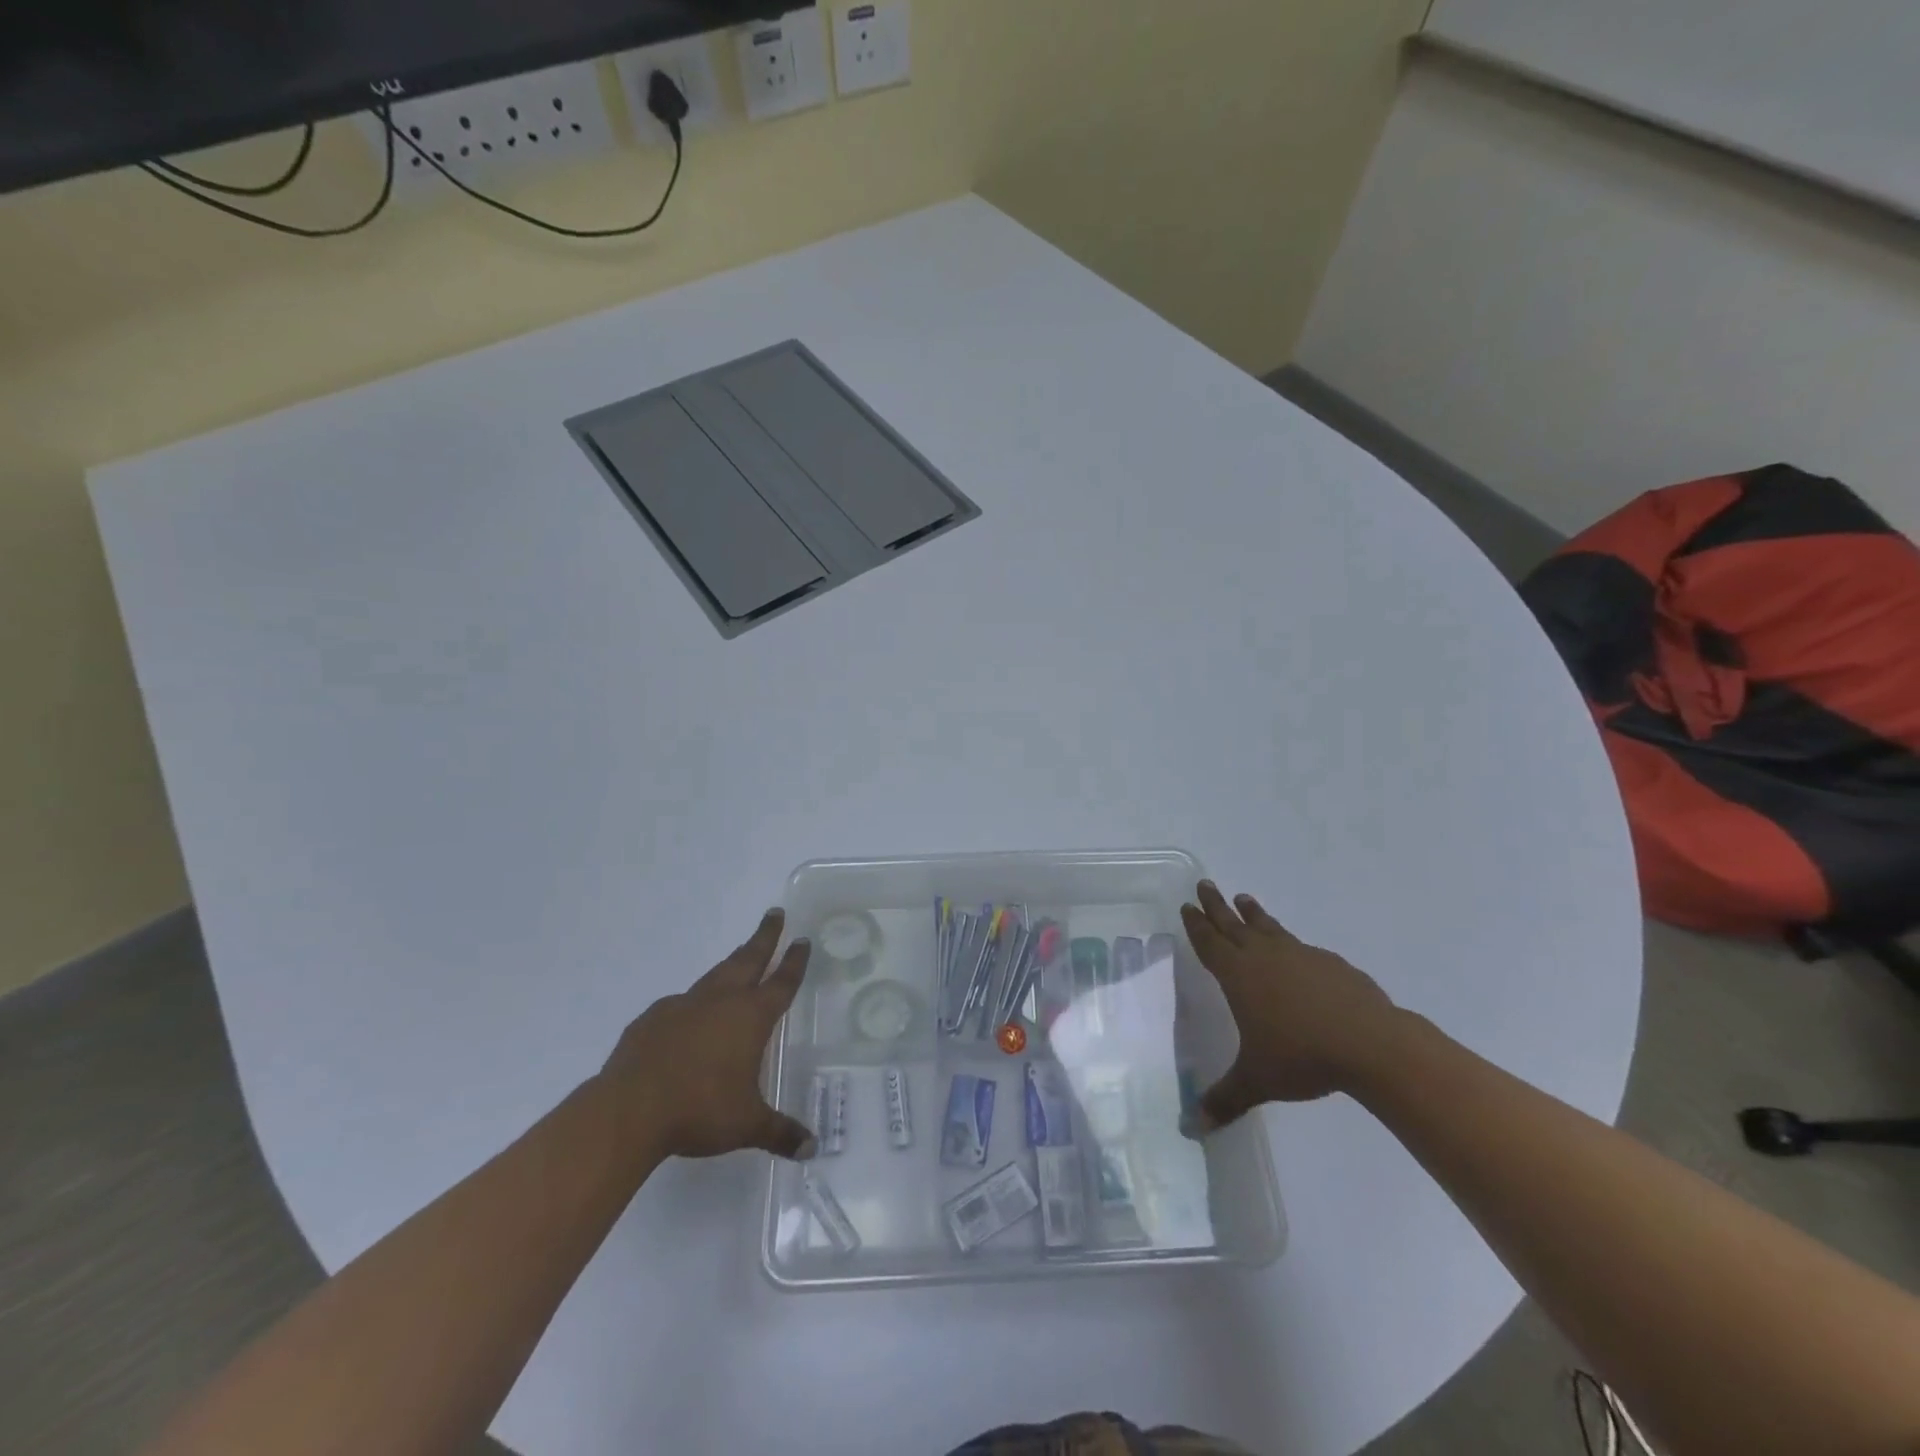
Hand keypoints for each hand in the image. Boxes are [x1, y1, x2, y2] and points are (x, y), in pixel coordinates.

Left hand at [598, 909, 815, 1161]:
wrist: (629, 1110)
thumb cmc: (700, 1110)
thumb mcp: (747, 1125)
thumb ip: (781, 1132)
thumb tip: (812, 1149)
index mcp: (750, 1018)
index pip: (781, 982)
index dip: (794, 961)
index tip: (802, 939)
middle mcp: (720, 1001)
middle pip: (748, 959)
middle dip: (765, 937)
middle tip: (774, 914)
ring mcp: (683, 1005)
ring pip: (715, 974)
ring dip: (732, 963)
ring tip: (740, 957)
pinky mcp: (652, 1019)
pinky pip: (680, 1003)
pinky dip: (692, 1003)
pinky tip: (688, 1017)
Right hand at [1180, 881, 1399, 1127]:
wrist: (1370, 1044)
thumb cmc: (1302, 1056)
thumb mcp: (1257, 1080)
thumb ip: (1224, 1099)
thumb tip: (1192, 1128)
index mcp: (1239, 975)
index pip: (1210, 943)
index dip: (1196, 925)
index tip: (1187, 905)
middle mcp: (1264, 956)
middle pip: (1233, 924)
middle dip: (1216, 905)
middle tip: (1204, 884)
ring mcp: (1299, 955)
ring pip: (1268, 927)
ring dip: (1253, 913)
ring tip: (1244, 898)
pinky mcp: (1330, 963)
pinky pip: (1299, 945)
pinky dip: (1287, 940)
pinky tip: (1294, 950)